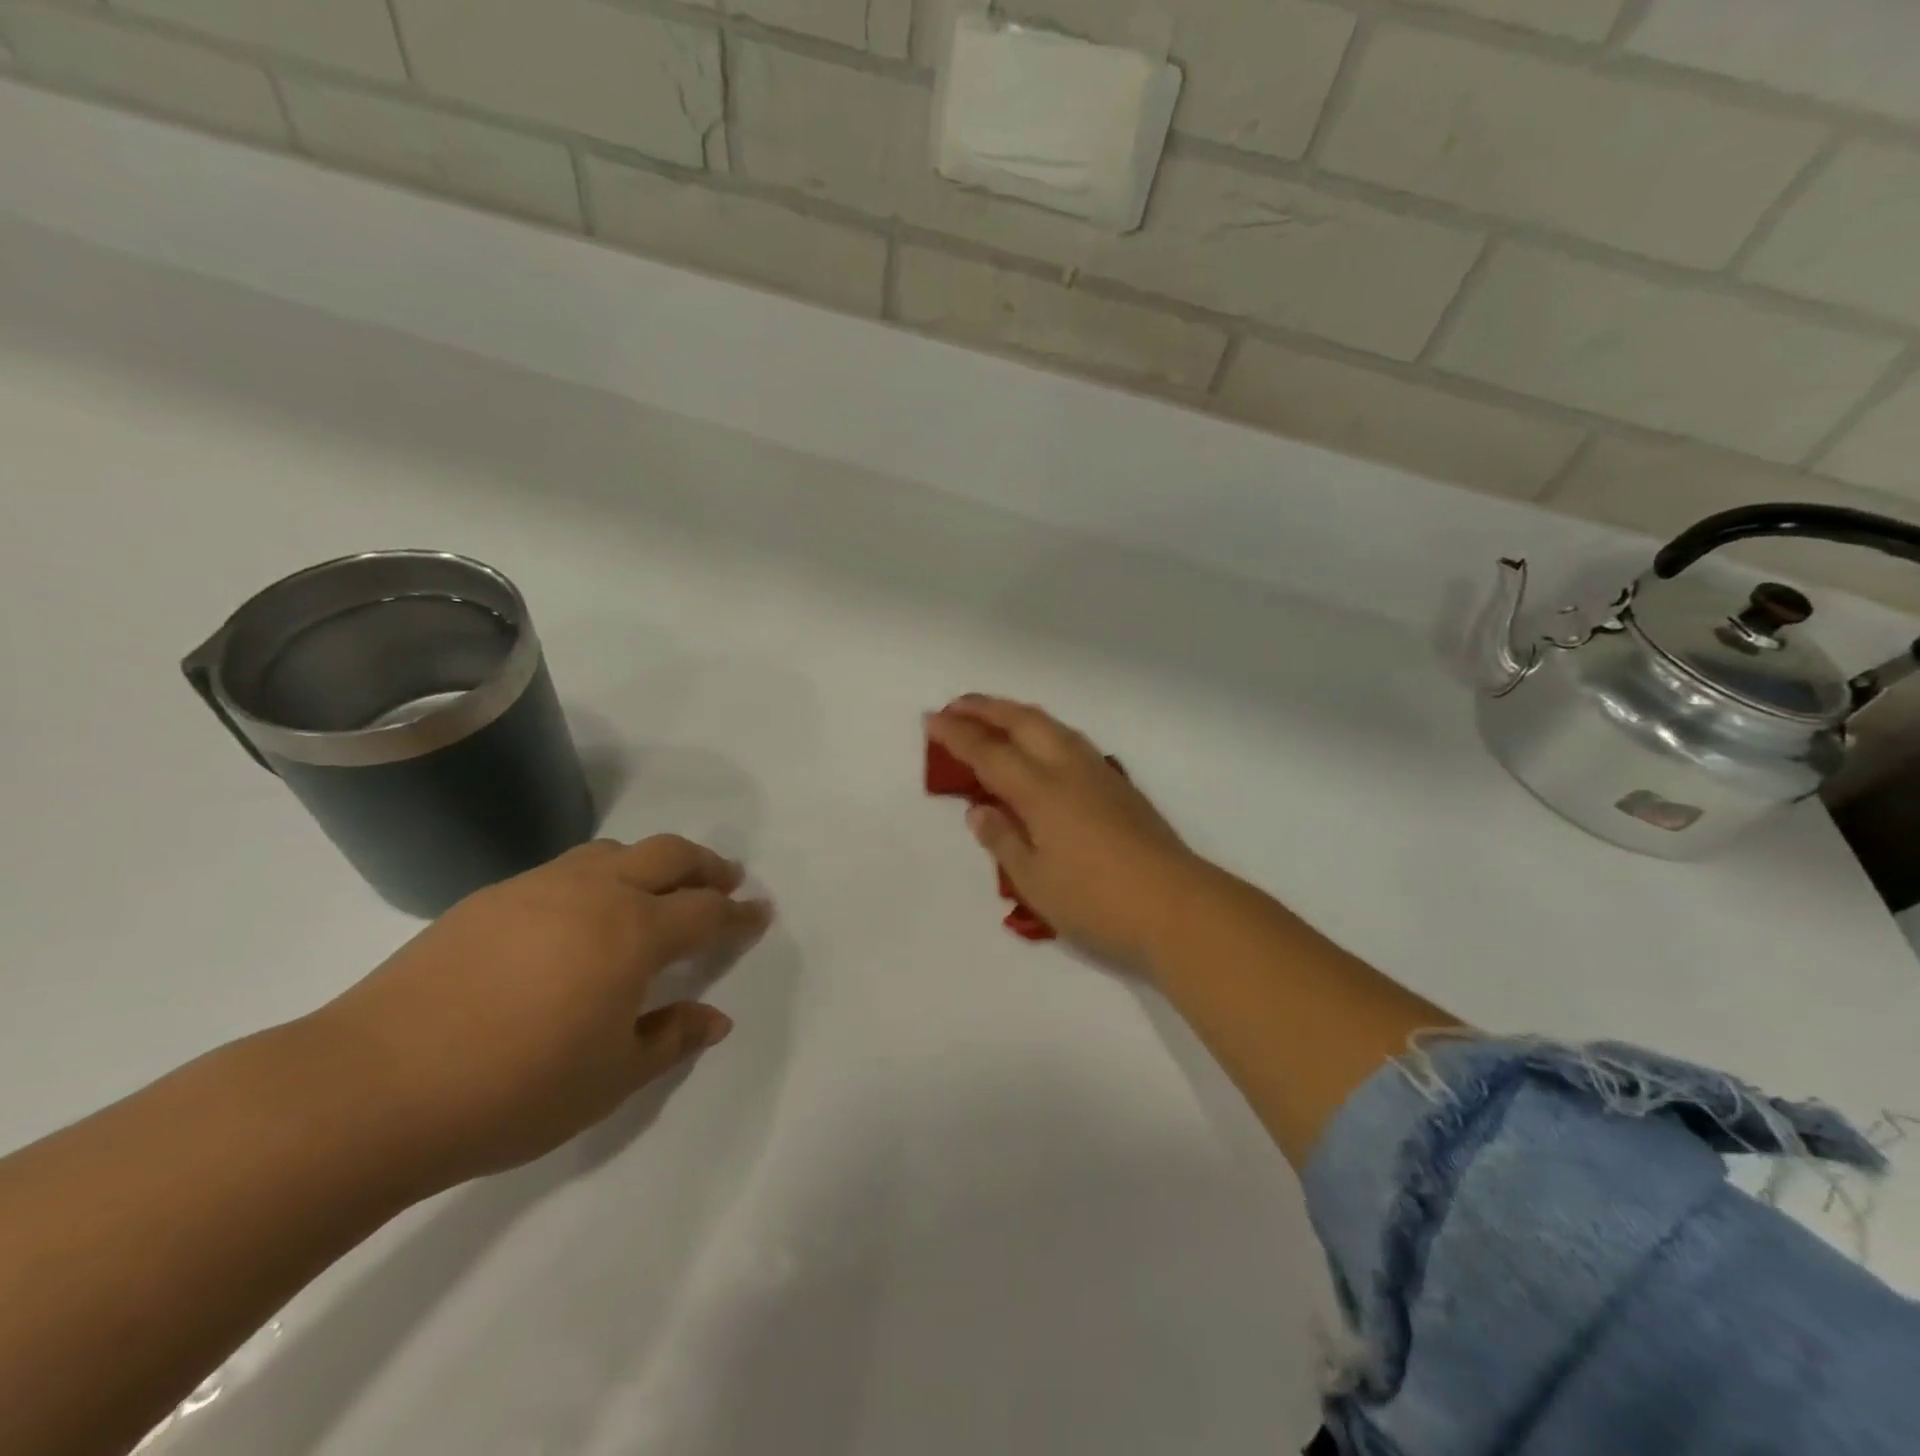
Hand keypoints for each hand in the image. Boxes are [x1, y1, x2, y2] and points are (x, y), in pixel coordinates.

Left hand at [311, 836, 770, 1189]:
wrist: (369, 1088)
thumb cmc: (513, 1089)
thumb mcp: (611, 1078)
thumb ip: (672, 1038)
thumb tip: (716, 1018)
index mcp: (634, 932)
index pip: (707, 911)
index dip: (740, 913)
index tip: (761, 912)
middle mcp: (595, 893)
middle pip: (668, 855)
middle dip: (706, 865)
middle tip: (725, 881)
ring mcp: (538, 887)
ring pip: (613, 851)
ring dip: (650, 863)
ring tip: (655, 893)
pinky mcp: (489, 898)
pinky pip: (564, 870)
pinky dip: (597, 878)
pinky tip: (579, 918)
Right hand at [927, 696, 1217, 968]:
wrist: (1179, 908)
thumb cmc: (1098, 902)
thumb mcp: (1036, 881)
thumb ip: (1003, 841)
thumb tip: (980, 810)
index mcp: (1042, 791)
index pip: (990, 752)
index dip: (958, 735)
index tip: (932, 719)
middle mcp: (1070, 770)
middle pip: (1024, 722)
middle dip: (987, 709)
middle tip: (957, 706)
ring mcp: (1101, 775)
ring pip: (1053, 727)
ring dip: (1018, 715)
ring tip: (995, 718)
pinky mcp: (1122, 788)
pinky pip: (1072, 742)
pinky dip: (1044, 732)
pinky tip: (1042, 748)